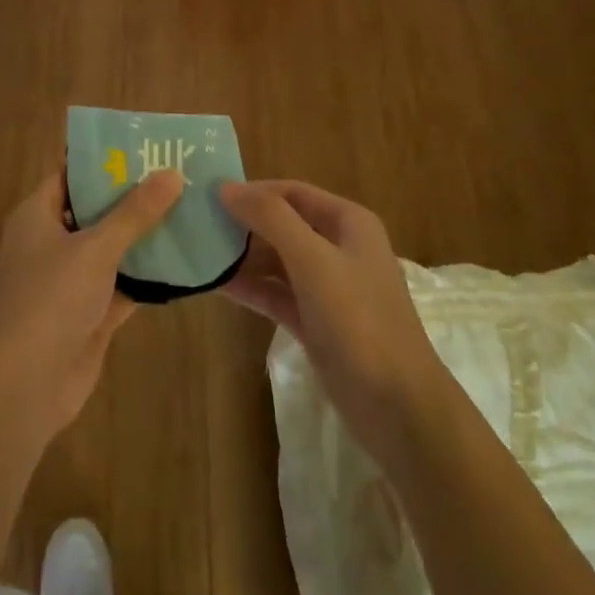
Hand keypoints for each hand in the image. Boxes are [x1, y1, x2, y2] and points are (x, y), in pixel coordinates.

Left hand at [0, 170, 183, 443]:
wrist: (24, 384)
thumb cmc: (50, 299)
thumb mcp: (95, 247)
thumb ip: (134, 212)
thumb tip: (172, 173)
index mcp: (37, 216)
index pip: (71, 175)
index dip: (105, 161)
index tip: (146, 147)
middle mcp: (51, 243)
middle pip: (96, 211)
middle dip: (134, 197)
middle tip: (179, 175)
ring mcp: (70, 282)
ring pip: (112, 250)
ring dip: (145, 237)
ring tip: (190, 211)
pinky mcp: (90, 315)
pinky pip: (124, 286)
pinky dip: (149, 277)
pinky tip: (185, 262)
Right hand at [219, 180, 446, 458]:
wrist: (398, 407)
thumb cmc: (359, 321)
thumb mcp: (313, 260)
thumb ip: (271, 219)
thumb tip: (227, 187)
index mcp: (348, 223)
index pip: (292, 192)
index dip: (253, 190)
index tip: (208, 194)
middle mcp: (339, 248)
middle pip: (283, 224)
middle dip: (243, 223)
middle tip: (196, 224)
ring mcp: (328, 288)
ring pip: (277, 261)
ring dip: (243, 257)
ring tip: (197, 252)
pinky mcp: (316, 322)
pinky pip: (277, 294)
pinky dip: (251, 288)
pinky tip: (216, 285)